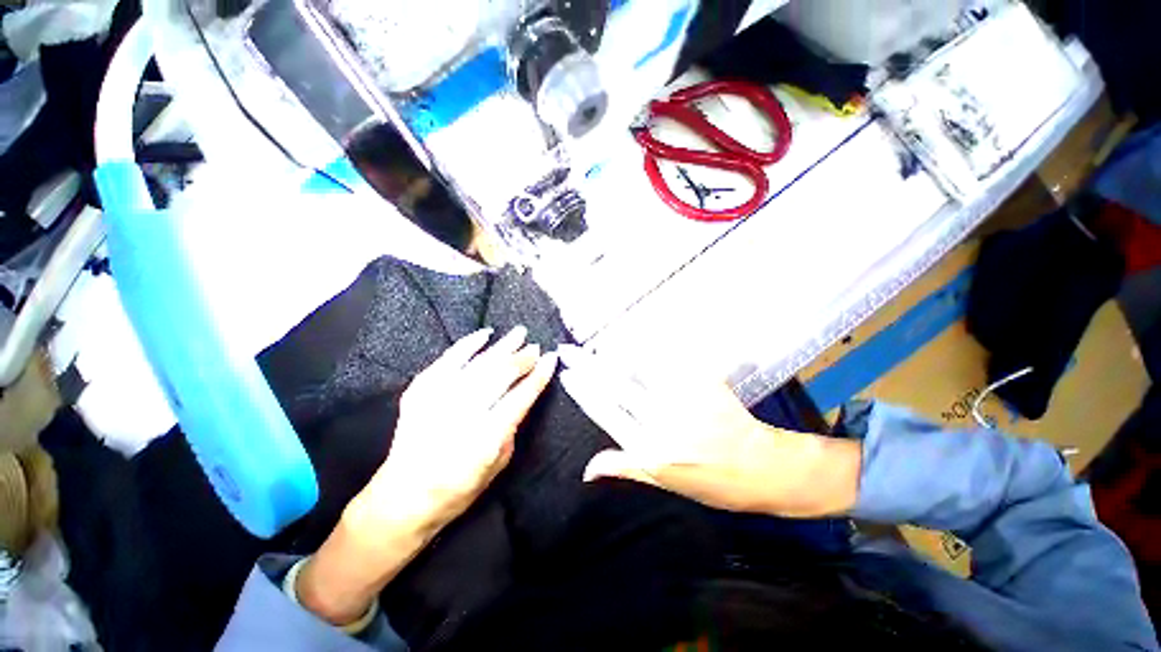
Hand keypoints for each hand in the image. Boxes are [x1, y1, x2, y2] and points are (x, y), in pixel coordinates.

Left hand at [299, 327, 557, 625]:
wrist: (403, 496)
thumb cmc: (459, 488)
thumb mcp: (499, 464)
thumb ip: (512, 426)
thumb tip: (522, 394)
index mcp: (485, 438)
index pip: (520, 397)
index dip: (538, 376)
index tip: (551, 359)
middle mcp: (462, 414)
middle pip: (500, 375)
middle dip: (522, 358)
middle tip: (536, 347)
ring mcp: (438, 399)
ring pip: (478, 364)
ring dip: (502, 347)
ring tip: (519, 333)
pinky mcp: (420, 391)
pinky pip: (448, 360)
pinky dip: (467, 345)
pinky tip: (484, 334)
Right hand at [559, 346, 860, 518]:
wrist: (762, 469)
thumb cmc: (711, 482)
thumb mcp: (663, 482)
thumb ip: (624, 467)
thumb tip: (587, 469)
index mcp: (649, 449)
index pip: (606, 412)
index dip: (583, 391)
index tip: (567, 374)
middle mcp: (662, 422)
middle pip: (615, 386)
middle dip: (588, 365)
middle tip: (569, 350)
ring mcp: (683, 400)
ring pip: (641, 367)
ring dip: (615, 352)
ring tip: (599, 343)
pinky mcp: (703, 383)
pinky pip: (673, 360)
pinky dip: (653, 347)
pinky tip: (639, 337)